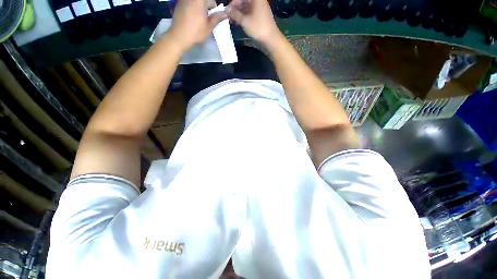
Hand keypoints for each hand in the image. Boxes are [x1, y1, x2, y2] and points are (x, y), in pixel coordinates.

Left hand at [169, 0, 226, 50]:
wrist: (179, 36)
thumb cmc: (196, 32)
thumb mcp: (209, 26)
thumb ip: (217, 17)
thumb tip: (226, 13)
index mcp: (200, 1)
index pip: (212, 1)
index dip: (214, 8)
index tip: (213, 15)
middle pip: (204, 0)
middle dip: (207, 6)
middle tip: (207, 17)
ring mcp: (184, 0)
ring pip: (196, 2)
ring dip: (200, 7)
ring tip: (200, 18)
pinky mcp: (179, 3)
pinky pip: (189, 3)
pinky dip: (193, 7)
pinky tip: (192, 17)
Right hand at [227, 0, 280, 44]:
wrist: (271, 38)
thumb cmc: (258, 28)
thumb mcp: (244, 21)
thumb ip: (235, 14)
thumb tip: (227, 10)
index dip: (232, 4)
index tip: (227, 11)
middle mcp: (258, 1)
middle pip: (244, 1)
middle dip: (235, 8)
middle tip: (229, 17)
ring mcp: (260, 7)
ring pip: (246, 7)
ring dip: (239, 13)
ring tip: (233, 21)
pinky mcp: (261, 15)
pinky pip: (250, 12)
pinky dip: (244, 16)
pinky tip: (239, 23)